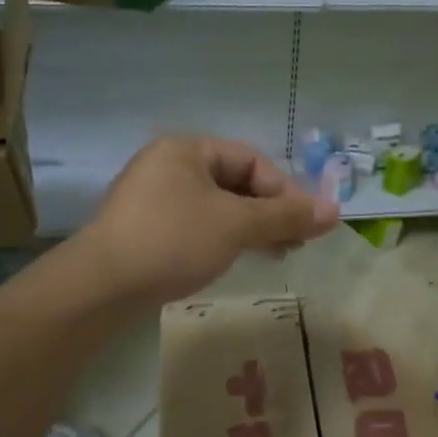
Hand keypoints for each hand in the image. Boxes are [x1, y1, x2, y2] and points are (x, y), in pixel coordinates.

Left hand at [79, 136, 338, 306]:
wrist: (102, 287)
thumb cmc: (173, 241)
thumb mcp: (236, 225)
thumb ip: (286, 216)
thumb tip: (336, 211)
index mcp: (187, 149)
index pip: (251, 160)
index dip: (285, 190)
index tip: (306, 224)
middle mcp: (169, 166)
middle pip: (235, 183)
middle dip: (270, 212)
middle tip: (296, 243)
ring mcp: (154, 199)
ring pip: (217, 207)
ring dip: (251, 228)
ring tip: (276, 255)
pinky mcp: (146, 230)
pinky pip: (197, 225)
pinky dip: (224, 238)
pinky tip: (238, 259)